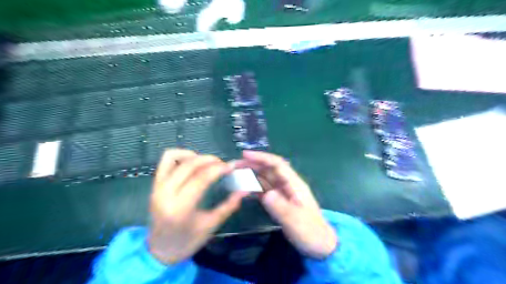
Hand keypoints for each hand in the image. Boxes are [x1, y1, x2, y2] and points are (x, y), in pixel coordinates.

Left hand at [147, 149, 247, 263]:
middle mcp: (165, 193)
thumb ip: (228, 206)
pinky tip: (192, 162)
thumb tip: (244, 191)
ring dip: (194, 155)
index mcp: (180, 208)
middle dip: (209, 159)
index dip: (218, 169)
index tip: (230, 166)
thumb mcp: (211, 226)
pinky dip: (180, 156)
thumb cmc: (187, 241)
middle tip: (222, 164)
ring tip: (207, 162)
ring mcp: (157, 187)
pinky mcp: (154, 184)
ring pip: (174, 157)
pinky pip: (166, 161)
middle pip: (189, 165)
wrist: (160, 250)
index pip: (201, 178)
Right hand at [236, 151, 336, 259]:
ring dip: (252, 174)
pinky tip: (244, 188)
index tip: (245, 155)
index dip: (262, 157)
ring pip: (266, 178)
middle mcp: (287, 185)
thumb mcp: (296, 221)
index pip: (277, 165)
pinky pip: (265, 190)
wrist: (319, 245)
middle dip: (254, 164)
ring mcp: (283, 193)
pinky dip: (254, 187)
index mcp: (294, 184)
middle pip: (269, 169)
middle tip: (235, 164)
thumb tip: (266, 194)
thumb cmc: (310, 232)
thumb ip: (281, 207)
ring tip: (236, 173)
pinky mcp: (278, 202)